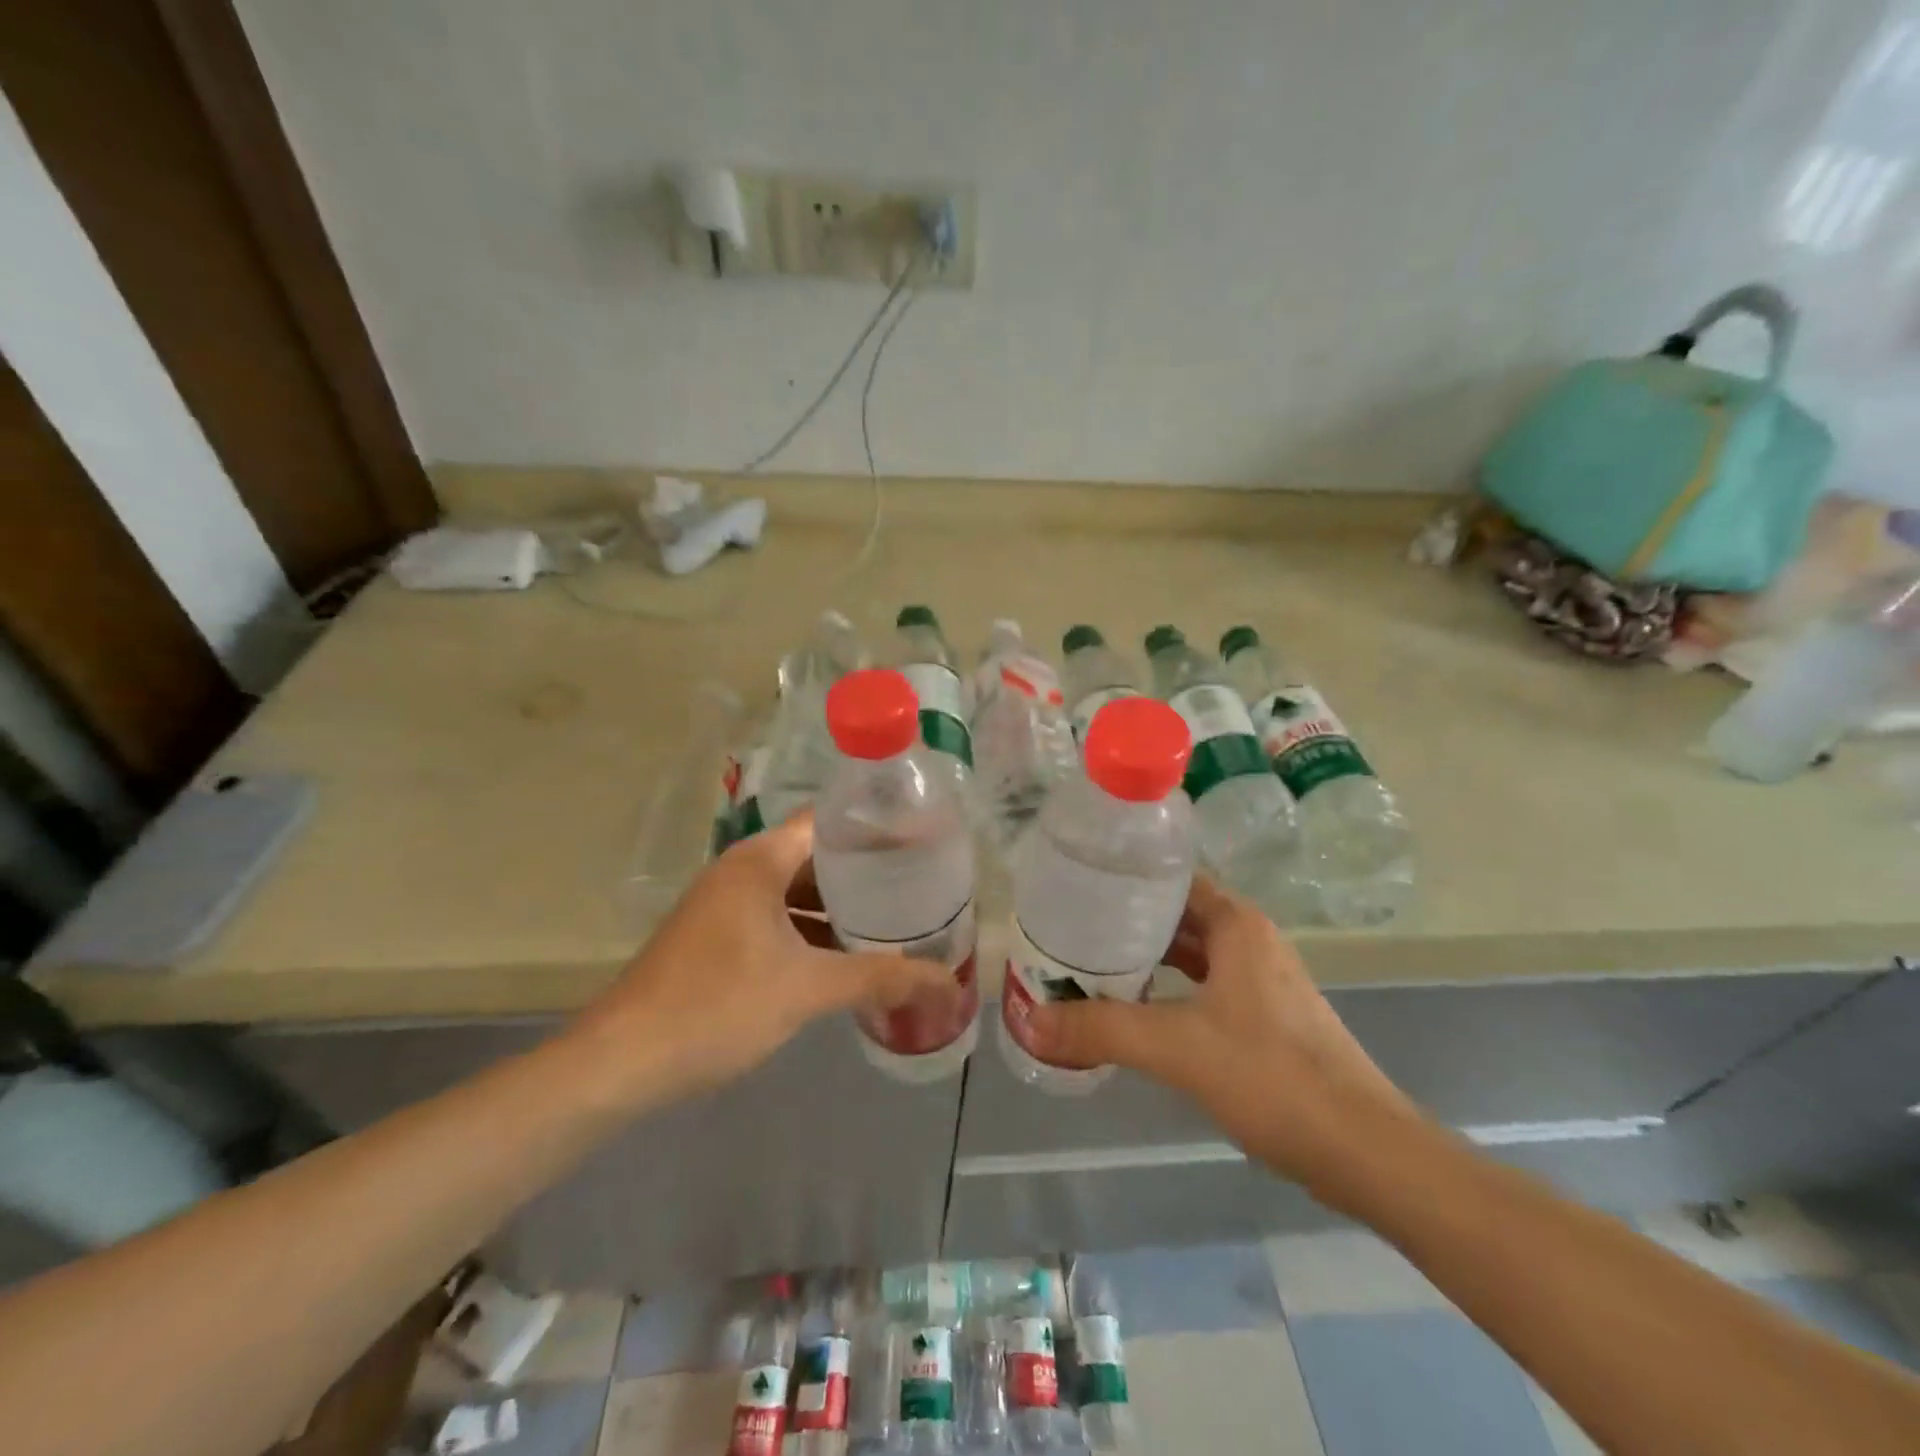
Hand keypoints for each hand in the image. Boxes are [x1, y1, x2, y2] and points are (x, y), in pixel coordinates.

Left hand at [568, 813, 951, 1104]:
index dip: (877, 828)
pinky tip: (847, 958)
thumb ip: (881, 979)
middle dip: (866, 873)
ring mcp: (727, 905)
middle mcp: (742, 871)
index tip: (924, 841)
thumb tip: (950, 984)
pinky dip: (813, 932)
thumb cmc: (716, 1006)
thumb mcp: (807, 990)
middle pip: (817, 856)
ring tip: (896, 921)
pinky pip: (779, 920)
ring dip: (840, 908)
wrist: (621, 1063)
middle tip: (921, 886)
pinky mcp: (719, 937)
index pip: (830, 820)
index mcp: (760, 860)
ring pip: (798, 892)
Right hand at [1024, 875, 1418, 1196]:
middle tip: (1067, 928)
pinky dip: (1167, 991)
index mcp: (1236, 925)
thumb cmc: (1273, 1078)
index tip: (1075, 886)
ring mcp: (1260, 983)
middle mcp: (1250, 942)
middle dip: (1124, 922)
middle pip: (1176, 916)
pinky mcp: (1264, 1021)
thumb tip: (1029, 1021)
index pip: (1170, 879)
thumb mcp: (1177, 1047)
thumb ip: (1100, 1030)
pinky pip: (1202, 988)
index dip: (1123, 878)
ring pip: (1190, 956)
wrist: (1365, 1152)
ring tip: (1087, 965)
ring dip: (1145, 959)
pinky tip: (1134, 1010)